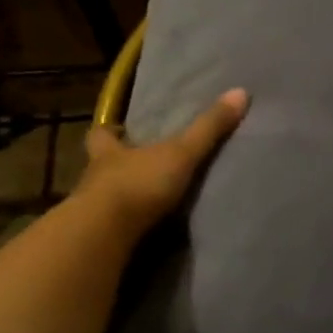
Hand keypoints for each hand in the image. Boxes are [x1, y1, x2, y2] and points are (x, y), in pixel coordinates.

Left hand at [75, 88, 249, 237]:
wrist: (104, 235)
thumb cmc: (138, 184)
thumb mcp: (180, 153)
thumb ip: (208, 128)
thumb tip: (240, 92)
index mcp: (108, 152)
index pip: (101, 134)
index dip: (110, 130)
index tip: (119, 128)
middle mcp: (94, 179)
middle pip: (100, 166)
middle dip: (117, 166)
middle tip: (138, 167)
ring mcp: (92, 212)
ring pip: (104, 198)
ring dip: (122, 199)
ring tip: (147, 203)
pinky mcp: (97, 240)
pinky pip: (112, 230)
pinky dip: (125, 229)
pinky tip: (143, 233)